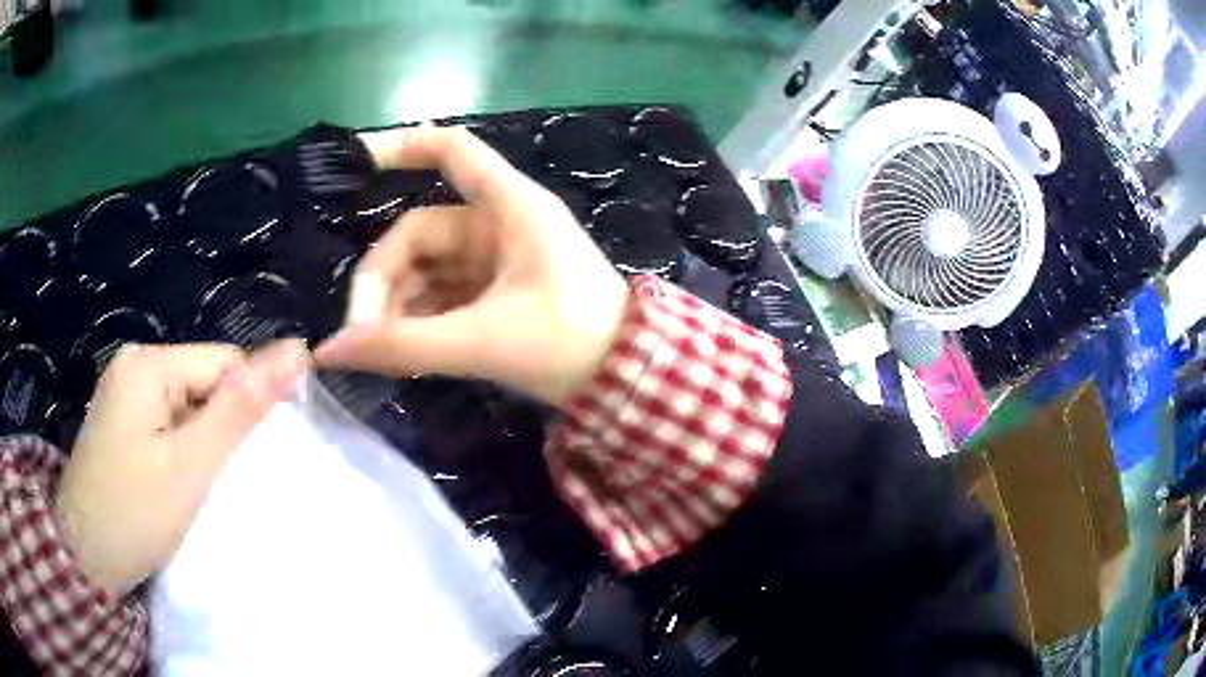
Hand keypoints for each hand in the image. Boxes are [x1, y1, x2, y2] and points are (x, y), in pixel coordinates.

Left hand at [55, 340, 308, 596]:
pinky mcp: (121, 421)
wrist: (84, 557)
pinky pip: (167, 422)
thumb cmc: (134, 514)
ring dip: (202, 444)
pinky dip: (182, 450)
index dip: (246, 409)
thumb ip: (240, 409)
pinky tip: (175, 482)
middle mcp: (134, 364)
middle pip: (204, 382)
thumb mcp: (190, 467)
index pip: (224, 363)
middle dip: (220, 430)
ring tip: (196, 487)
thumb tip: (296, 350)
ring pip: (188, 405)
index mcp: (147, 363)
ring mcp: (124, 392)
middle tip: (214, 482)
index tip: (246, 463)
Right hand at [315, 127, 629, 405]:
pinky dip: (419, 316)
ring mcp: (498, 258)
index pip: (453, 151)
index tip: (357, 159)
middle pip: (419, 232)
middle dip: (383, 279)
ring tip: (376, 348)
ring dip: (396, 304)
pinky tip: (400, 347)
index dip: (404, 145)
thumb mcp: (483, 341)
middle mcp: (501, 223)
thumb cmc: (568, 343)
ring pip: (427, 267)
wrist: (626, 378)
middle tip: (361, 334)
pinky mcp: (498, 290)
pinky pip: (443, 292)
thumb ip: (403, 345)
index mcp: (510, 208)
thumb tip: (330, 351)